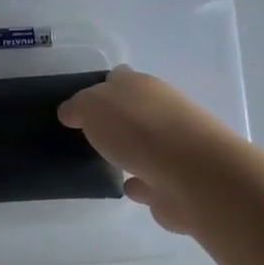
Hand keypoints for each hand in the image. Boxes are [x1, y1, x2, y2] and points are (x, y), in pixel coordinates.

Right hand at [59, 67, 263, 237]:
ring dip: (130, 151)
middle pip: (133, 110)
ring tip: (105, 162)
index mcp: (141, 85)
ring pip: (145, 144)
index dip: (98, 88)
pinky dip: (141, 182)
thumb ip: (78, 106)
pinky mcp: (179, 181)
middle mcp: (162, 109)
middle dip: (115, 120)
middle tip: (88, 134)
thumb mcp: (92, 106)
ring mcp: (175, 146)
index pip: (117, 78)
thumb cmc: (138, 129)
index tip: (79, 106)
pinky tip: (126, 187)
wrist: (192, 175)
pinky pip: (153, 178)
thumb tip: (71, 112)